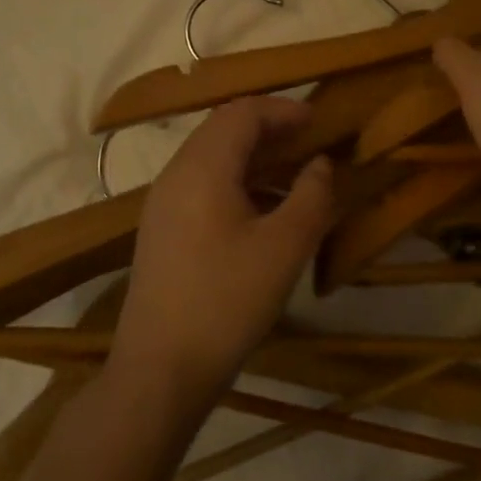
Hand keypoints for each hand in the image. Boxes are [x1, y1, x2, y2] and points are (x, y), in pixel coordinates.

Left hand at [109, 97, 332, 407]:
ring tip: (294, 175)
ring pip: (212, 158)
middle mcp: (176, 175)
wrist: (160, 370)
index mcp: (202, 168)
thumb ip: (312, 195)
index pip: (242, 113)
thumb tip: (320, 164)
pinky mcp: (162, 231)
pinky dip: (237, 182)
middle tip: (309, 141)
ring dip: (254, 156)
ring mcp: (163, 204)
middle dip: (269, 129)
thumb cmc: (227, 301)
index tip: (319, 121)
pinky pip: (202, 185)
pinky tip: (264, 212)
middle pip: (223, 129)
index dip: (283, 110)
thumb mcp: (285, 247)